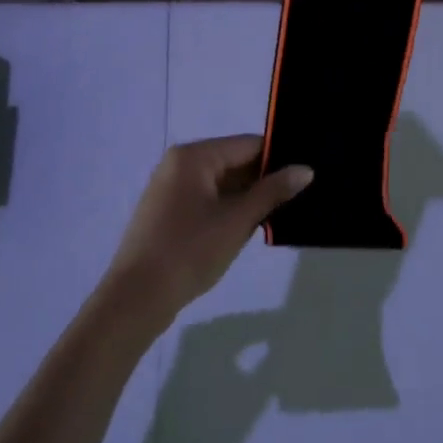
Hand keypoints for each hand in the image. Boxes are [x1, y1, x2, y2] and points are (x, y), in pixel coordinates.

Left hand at [103, 137, 312, 325]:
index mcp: (194, 156)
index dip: (279, 158)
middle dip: (264, 180)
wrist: (136, 298)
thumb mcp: (237, 221)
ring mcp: (170, 186)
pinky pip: (206, 198)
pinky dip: (228, 208)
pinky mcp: (167, 210)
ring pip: (221, 182)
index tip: (306, 174)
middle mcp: (180, 163)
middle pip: (233, 161)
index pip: (248, 144)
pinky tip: (250, 226)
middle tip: (300, 197)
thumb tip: (305, 169)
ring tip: (281, 213)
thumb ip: (272, 192)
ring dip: (247, 197)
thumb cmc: (189, 252)